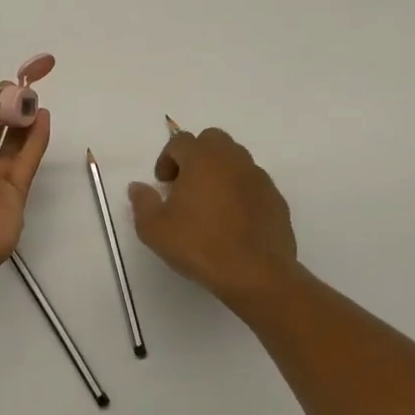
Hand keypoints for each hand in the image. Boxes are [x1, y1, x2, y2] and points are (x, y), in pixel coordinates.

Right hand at [128, 127, 299, 312]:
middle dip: (197, 155)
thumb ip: (142, 203)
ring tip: (210, 202)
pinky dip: (241, 191)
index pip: (180, 141)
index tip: (163, 183)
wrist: (256, 274)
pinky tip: (234, 219)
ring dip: (220, 170)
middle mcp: (232, 160)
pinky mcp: (276, 198)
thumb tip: (138, 187)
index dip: (167, 158)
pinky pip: (253, 183)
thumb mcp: (155, 230)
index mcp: (202, 159)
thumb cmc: (200, 246)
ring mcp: (258, 178)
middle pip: (212, 140)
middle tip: (186, 184)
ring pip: (236, 159)